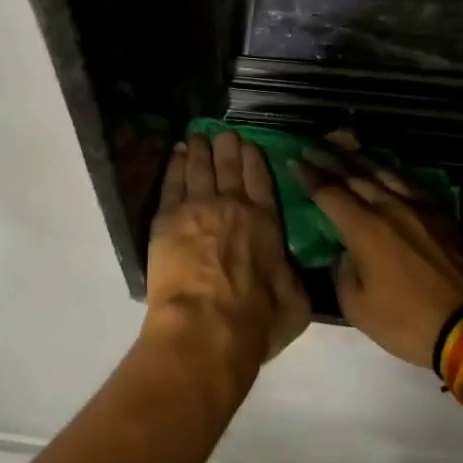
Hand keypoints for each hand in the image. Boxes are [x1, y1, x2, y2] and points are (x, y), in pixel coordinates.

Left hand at [145, 132, 311, 378]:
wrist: (205, 330)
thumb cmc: (255, 322)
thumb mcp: (295, 304)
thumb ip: (293, 278)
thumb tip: (290, 270)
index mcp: (266, 221)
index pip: (261, 179)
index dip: (254, 159)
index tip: (250, 144)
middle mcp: (233, 205)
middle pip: (229, 166)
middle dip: (227, 145)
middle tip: (224, 132)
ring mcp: (197, 207)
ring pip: (200, 168)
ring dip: (201, 149)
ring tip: (198, 135)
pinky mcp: (167, 219)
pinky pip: (172, 182)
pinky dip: (176, 165)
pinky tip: (177, 154)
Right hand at [298, 150, 462, 368]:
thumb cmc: (409, 321)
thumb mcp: (359, 309)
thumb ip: (342, 275)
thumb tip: (344, 254)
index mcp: (364, 228)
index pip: (329, 193)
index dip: (309, 176)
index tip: (295, 161)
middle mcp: (389, 207)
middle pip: (354, 175)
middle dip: (330, 159)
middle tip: (313, 146)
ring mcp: (419, 207)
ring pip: (384, 173)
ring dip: (361, 159)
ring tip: (346, 148)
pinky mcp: (442, 214)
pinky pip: (410, 182)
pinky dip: (391, 171)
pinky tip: (388, 170)